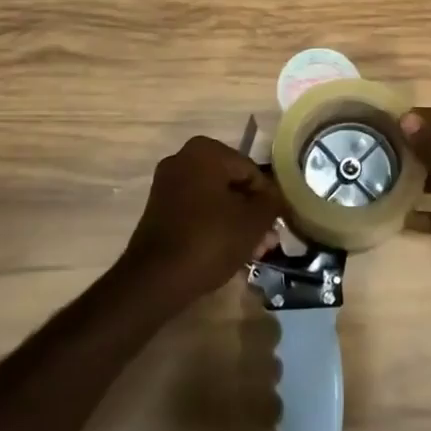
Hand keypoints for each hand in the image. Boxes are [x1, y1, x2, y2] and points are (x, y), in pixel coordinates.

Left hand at [119, 136, 282, 305]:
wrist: (155, 279)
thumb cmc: (210, 240)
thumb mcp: (253, 221)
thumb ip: (271, 201)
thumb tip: (275, 196)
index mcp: (206, 151)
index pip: (251, 171)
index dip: (267, 200)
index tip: (276, 226)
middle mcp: (183, 158)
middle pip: (232, 184)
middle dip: (251, 213)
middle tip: (266, 242)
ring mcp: (167, 183)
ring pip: (215, 199)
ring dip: (236, 222)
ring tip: (253, 252)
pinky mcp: (158, 208)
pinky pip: (196, 210)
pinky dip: (214, 225)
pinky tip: (229, 250)